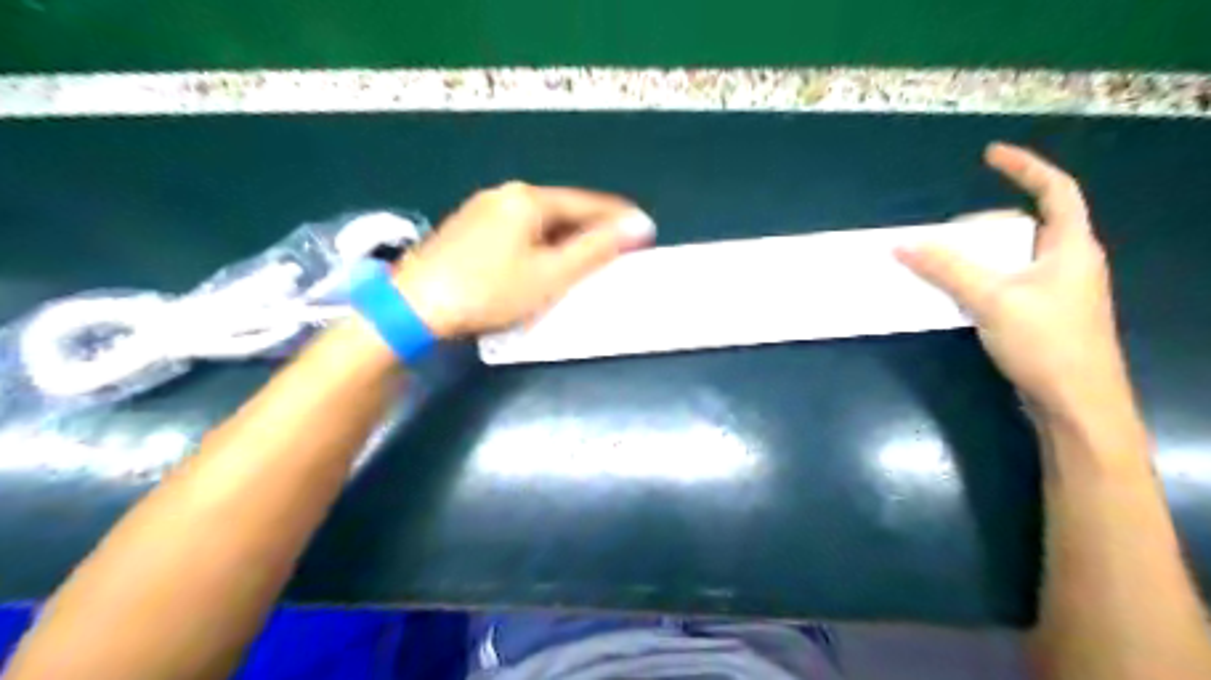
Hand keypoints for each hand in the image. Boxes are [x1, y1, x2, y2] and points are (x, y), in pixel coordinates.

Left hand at [389, 180, 653, 337]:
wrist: (416, 306)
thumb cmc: (490, 291)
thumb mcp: (551, 274)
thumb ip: (596, 249)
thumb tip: (638, 226)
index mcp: (529, 199)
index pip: (587, 203)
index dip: (617, 218)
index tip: (644, 230)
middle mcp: (506, 193)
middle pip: (562, 209)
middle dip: (592, 228)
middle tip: (617, 249)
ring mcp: (483, 208)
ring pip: (539, 219)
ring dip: (566, 236)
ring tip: (586, 257)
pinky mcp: (468, 227)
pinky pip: (519, 228)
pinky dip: (541, 242)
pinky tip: (543, 260)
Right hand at [891, 140, 1130, 419]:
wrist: (1075, 404)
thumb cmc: (1045, 342)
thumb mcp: (992, 299)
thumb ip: (946, 269)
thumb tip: (901, 244)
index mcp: (1071, 246)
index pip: (1055, 189)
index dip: (1024, 166)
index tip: (988, 155)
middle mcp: (1068, 262)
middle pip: (1024, 226)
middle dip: (982, 226)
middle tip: (943, 236)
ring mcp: (1055, 291)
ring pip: (1011, 258)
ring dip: (976, 256)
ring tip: (940, 263)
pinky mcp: (1041, 316)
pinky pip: (1005, 284)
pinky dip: (978, 281)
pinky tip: (955, 294)